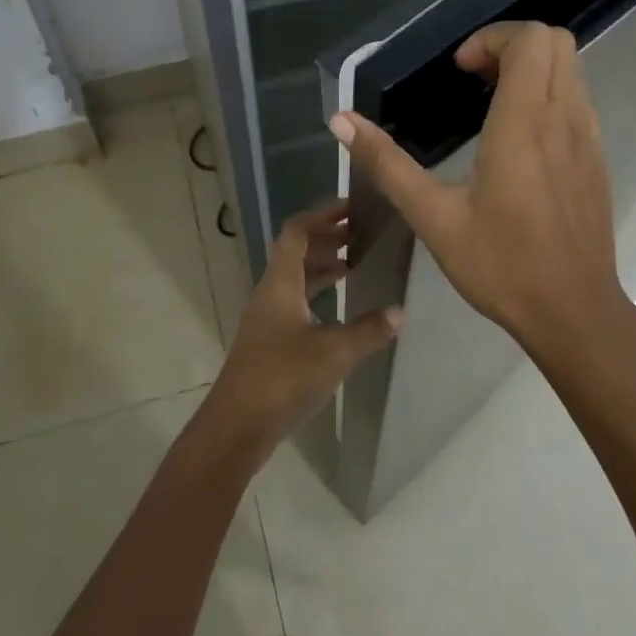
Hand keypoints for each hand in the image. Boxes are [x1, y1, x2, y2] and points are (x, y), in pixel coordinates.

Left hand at [200, 201, 400, 465]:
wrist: (236, 427)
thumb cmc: (282, 378)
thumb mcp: (334, 352)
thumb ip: (369, 330)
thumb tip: (399, 311)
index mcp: (280, 282)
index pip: (297, 231)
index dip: (322, 215)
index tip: (353, 208)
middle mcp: (271, 293)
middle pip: (296, 252)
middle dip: (328, 238)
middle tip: (364, 234)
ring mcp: (268, 318)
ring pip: (297, 278)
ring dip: (324, 266)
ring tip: (358, 263)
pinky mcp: (270, 342)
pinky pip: (297, 302)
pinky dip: (319, 294)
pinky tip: (342, 308)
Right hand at [328, 22, 635, 358]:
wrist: (573, 312)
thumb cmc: (500, 264)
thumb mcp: (432, 216)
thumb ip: (386, 163)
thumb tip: (340, 120)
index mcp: (523, 124)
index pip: (528, 39)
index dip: (491, 39)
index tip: (460, 72)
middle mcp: (564, 118)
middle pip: (555, 40)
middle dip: (511, 45)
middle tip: (474, 79)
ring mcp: (588, 138)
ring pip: (570, 69)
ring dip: (531, 69)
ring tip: (491, 105)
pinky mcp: (597, 160)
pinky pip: (578, 100)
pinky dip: (548, 95)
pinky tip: (518, 140)